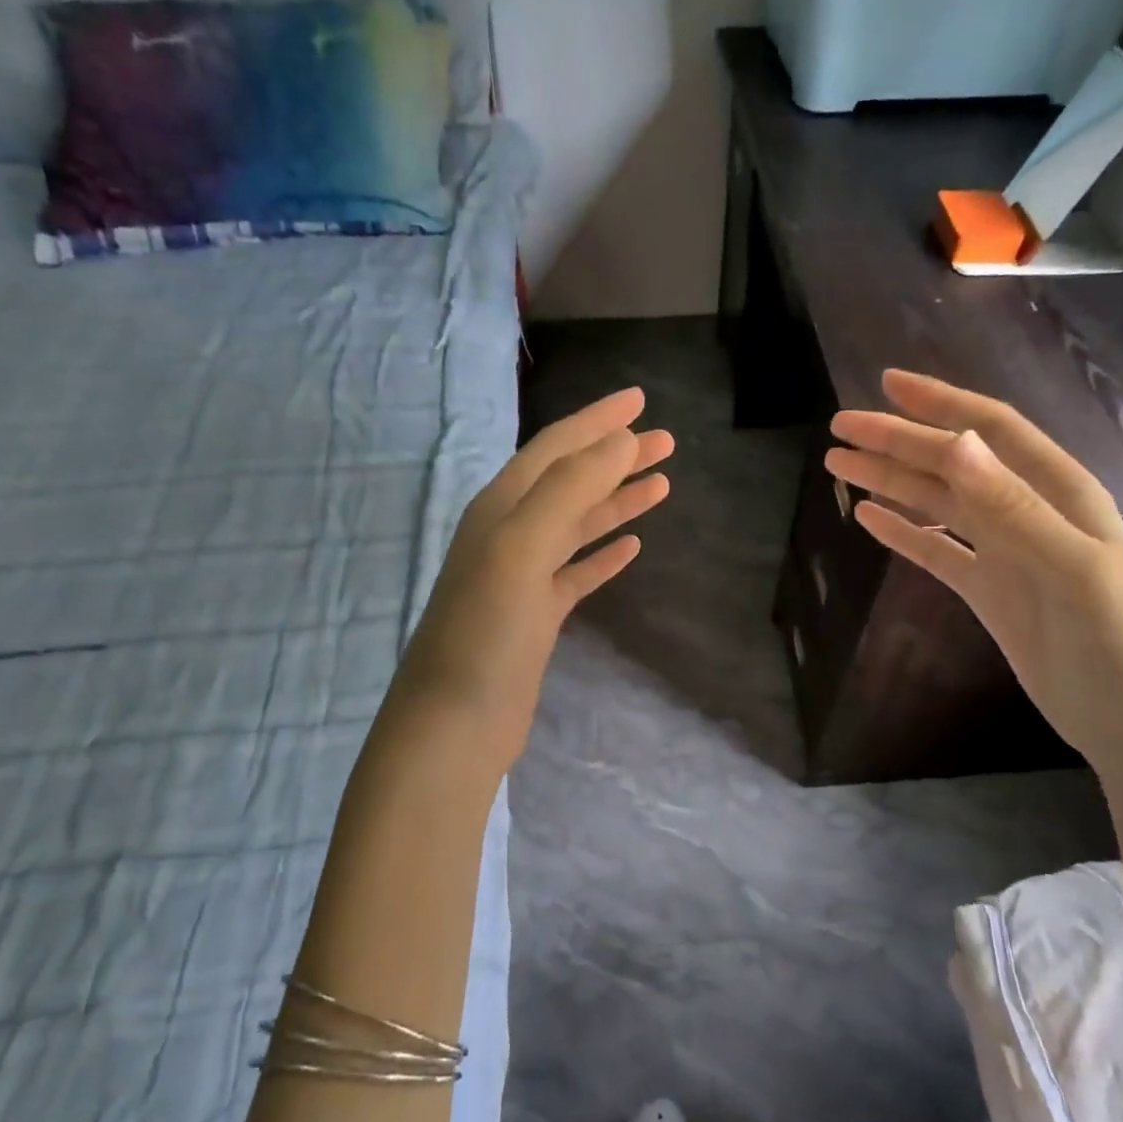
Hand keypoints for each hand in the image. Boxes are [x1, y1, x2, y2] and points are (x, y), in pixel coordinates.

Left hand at [395, 387, 672, 757]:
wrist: (456, 722)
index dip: (597, 421)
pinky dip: (603, 555)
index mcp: (500, 508)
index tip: (640, 399)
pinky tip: (632, 547)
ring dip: (617, 501)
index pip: (555, 448)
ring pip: (577, 524)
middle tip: (667, 441)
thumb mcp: (521, 548)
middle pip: (571, 481)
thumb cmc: (485, 632)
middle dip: (616, 457)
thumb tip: (619, 441)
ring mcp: (523, 577)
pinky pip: (576, 572)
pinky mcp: (537, 615)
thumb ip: (569, 490)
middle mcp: (509, 534)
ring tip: (662, 484)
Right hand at [825, 369, 1122, 769]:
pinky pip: (935, 550)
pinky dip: (901, 531)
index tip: (886, 384)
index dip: (939, 403)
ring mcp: (1004, 551)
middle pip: (952, 463)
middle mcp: (1026, 510)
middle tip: (840, 427)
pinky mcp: (987, 588)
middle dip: (897, 440)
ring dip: (891, 481)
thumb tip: (955, 443)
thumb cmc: (1116, 641)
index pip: (990, 430)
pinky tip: (868, 518)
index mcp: (1056, 491)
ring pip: (937, 503)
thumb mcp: (1070, 569)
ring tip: (839, 465)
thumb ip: (1011, 506)